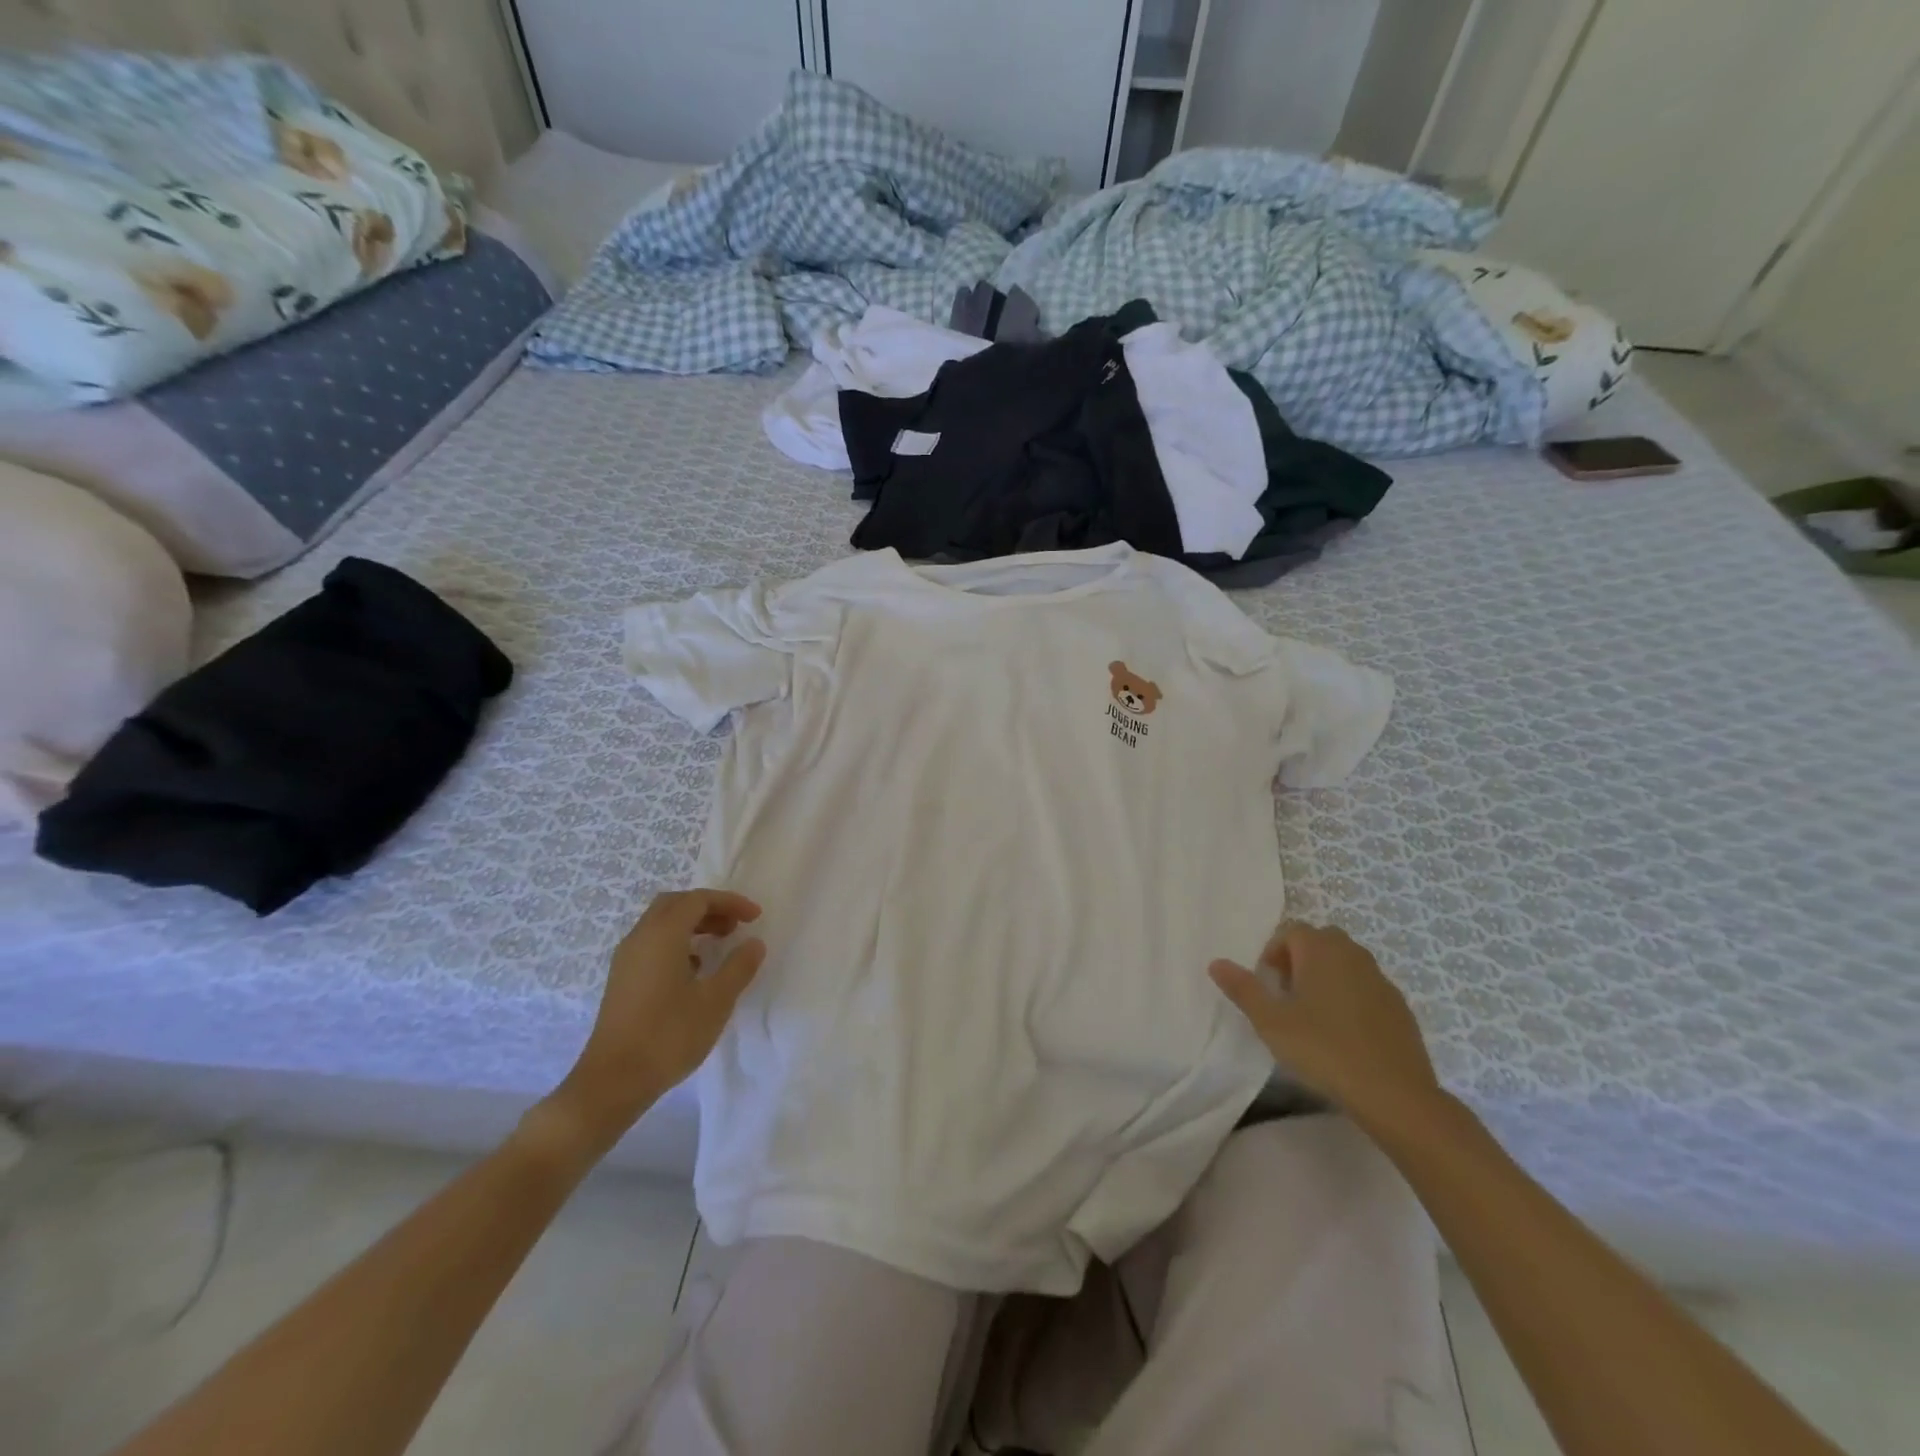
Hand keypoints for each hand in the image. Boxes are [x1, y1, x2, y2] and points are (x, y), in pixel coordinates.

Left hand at [548, 889, 765, 1151]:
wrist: (613, 1081)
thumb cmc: (669, 1035)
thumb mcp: (716, 1000)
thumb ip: (739, 967)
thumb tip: (753, 943)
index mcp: (662, 935)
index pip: (698, 899)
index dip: (730, 902)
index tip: (756, 917)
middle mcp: (640, 938)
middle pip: (675, 904)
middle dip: (708, 908)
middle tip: (735, 925)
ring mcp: (626, 959)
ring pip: (661, 924)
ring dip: (692, 924)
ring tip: (719, 944)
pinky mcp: (622, 980)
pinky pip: (652, 944)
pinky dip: (677, 942)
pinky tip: (693, 970)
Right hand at [1210, 923, 1440, 1131]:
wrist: (1394, 1094)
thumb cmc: (1323, 1049)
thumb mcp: (1270, 1021)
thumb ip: (1243, 988)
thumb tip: (1215, 962)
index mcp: (1320, 950)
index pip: (1291, 930)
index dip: (1273, 953)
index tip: (1269, 985)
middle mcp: (1353, 954)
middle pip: (1320, 941)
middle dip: (1300, 959)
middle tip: (1288, 995)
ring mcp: (1381, 980)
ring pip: (1346, 962)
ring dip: (1327, 976)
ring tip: (1314, 1015)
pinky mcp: (1400, 1006)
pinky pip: (1367, 987)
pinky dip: (1352, 997)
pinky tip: (1345, 1033)